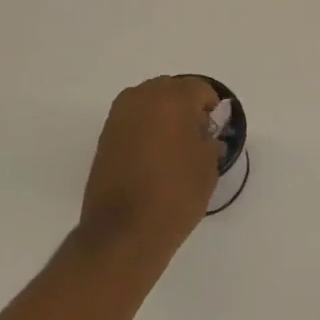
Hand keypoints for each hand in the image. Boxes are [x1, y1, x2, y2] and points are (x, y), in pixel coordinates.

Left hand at [78, 76, 223, 256]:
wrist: (124, 231)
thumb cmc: (176, 194)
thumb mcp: (208, 165)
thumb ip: (209, 137)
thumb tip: (203, 129)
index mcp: (172, 98)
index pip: (201, 89)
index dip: (212, 109)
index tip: (215, 133)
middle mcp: (142, 97)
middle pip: (172, 89)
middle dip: (186, 107)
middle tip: (196, 139)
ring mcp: (119, 116)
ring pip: (150, 102)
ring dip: (164, 116)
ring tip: (173, 149)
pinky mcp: (105, 136)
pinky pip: (133, 120)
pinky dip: (146, 130)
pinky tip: (153, 158)